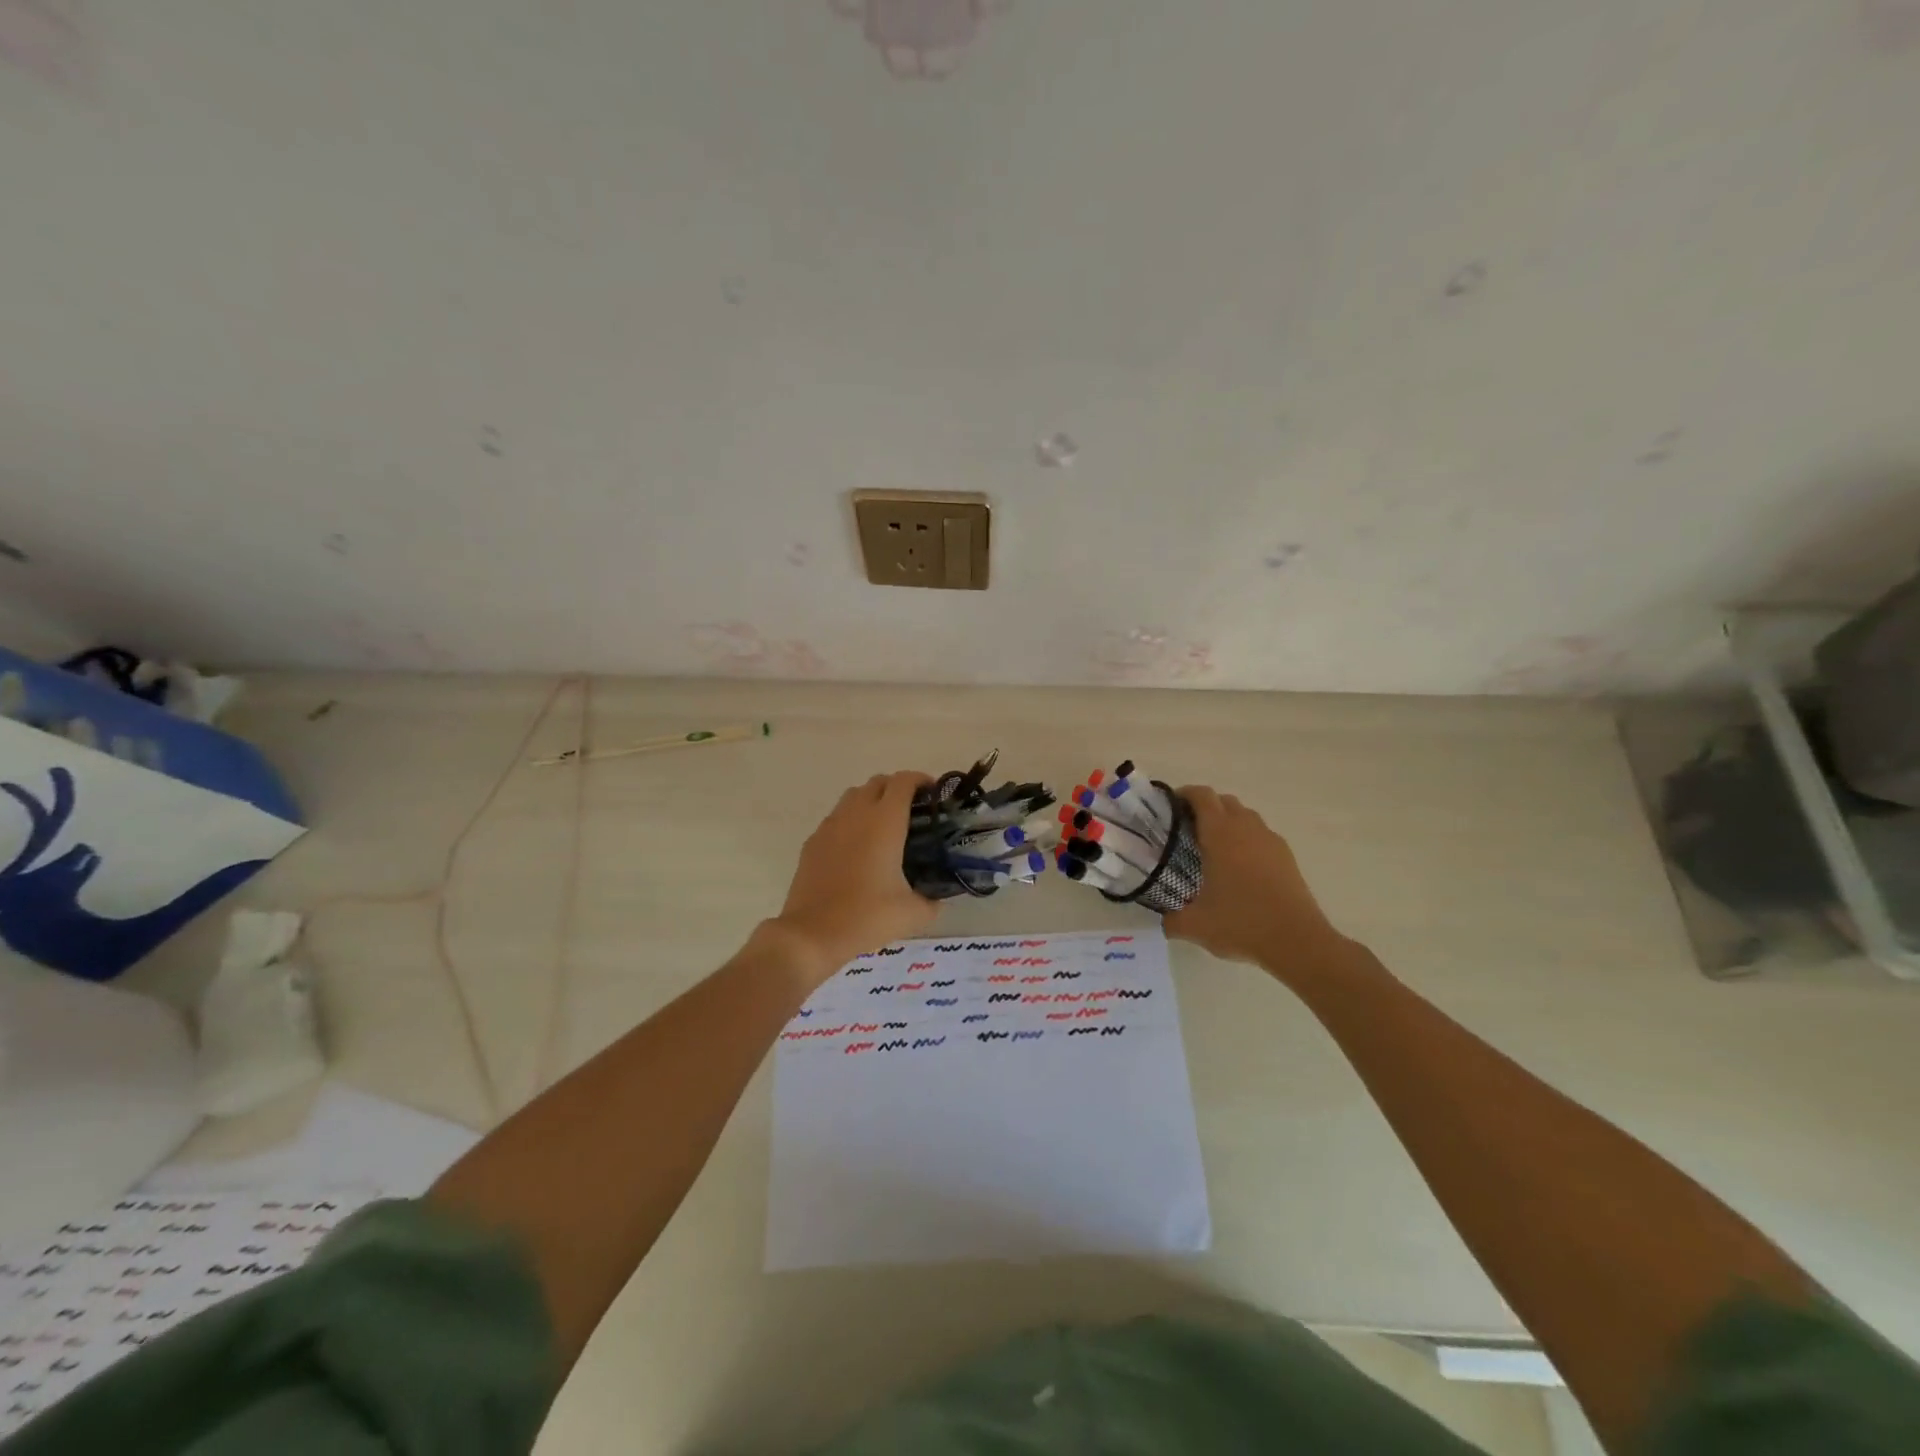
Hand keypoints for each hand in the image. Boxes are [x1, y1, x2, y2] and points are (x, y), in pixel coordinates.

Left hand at [771, 771, 938, 977]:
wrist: (811, 934)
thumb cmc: (866, 917)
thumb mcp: (912, 914)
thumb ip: (932, 902)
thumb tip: (937, 899)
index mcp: (884, 822)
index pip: (904, 782)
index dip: (921, 780)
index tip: (933, 792)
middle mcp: (856, 814)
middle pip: (878, 782)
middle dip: (897, 788)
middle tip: (913, 810)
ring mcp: (830, 826)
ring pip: (853, 796)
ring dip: (872, 800)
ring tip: (884, 826)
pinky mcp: (813, 842)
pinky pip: (836, 818)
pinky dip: (851, 820)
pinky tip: (857, 848)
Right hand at [1163, 786, 1345, 976]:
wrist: (1297, 941)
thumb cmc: (1241, 923)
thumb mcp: (1195, 926)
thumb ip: (1171, 920)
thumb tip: (1163, 921)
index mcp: (1220, 834)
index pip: (1202, 796)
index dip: (1185, 794)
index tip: (1170, 806)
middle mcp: (1246, 828)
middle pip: (1224, 801)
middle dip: (1205, 807)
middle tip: (1188, 829)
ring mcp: (1270, 840)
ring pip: (1246, 816)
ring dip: (1228, 822)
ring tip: (1214, 848)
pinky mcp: (1287, 856)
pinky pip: (1261, 835)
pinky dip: (1247, 840)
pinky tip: (1241, 867)